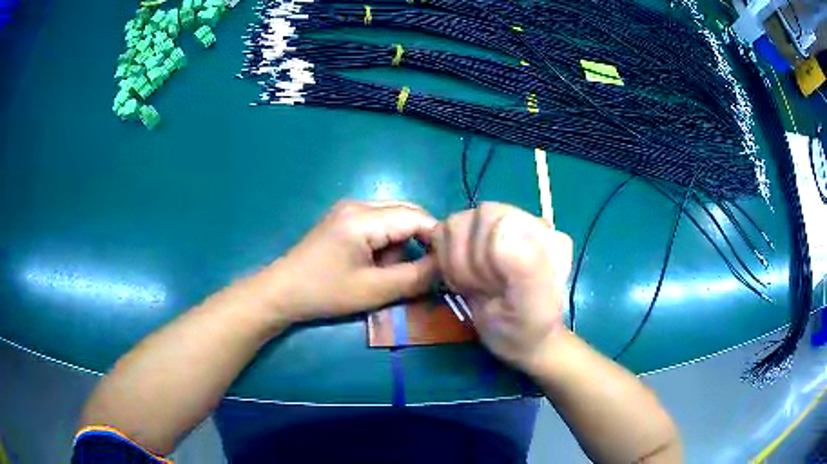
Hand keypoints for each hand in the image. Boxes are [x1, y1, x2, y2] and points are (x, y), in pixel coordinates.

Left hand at [259, 200, 437, 323]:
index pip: (416, 218)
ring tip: (390, 272)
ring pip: (394, 219)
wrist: (282, 291)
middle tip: (422, 271)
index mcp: (364, 217)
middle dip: (420, 241)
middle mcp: (358, 204)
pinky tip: (376, 264)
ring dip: (402, 244)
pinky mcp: (344, 218)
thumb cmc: (325, 292)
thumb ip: (416, 277)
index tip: (449, 264)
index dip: (437, 239)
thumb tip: (447, 267)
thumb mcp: (375, 291)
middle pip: (407, 213)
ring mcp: (349, 209)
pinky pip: (379, 224)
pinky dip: (387, 243)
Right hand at [432, 202, 572, 371]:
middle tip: (486, 289)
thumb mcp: (532, 305)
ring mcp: (494, 227)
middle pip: (467, 219)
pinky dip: (446, 263)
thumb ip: (524, 266)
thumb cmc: (527, 327)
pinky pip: (443, 236)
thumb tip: (502, 224)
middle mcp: (517, 220)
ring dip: (456, 265)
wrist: (517, 339)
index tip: (497, 286)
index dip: (481, 255)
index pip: (490, 217)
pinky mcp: (474, 238)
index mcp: (539, 230)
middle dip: (468, 263)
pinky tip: (467, 280)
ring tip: (478, 286)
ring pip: (451, 226)